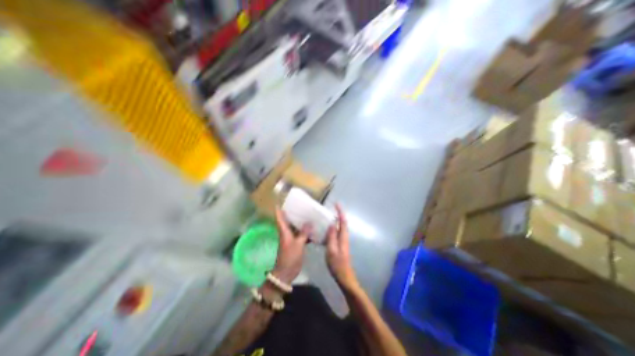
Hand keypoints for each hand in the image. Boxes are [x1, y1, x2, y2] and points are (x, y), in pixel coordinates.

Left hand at [274, 209, 311, 283]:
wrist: (286, 272)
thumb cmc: (290, 257)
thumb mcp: (298, 244)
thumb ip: (304, 233)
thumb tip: (309, 222)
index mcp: (284, 231)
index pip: (279, 217)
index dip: (279, 209)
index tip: (280, 201)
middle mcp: (286, 232)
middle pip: (287, 220)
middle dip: (292, 213)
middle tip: (300, 205)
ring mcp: (290, 238)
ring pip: (294, 227)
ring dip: (300, 222)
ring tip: (308, 214)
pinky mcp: (295, 243)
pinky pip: (300, 234)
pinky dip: (305, 231)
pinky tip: (312, 229)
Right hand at [325, 206, 358, 290]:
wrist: (344, 276)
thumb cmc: (337, 264)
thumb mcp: (332, 250)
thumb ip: (331, 237)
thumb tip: (332, 224)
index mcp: (343, 237)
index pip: (343, 221)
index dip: (340, 212)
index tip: (336, 204)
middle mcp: (344, 237)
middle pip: (342, 223)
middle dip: (338, 214)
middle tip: (330, 209)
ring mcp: (343, 241)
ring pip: (340, 227)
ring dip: (335, 220)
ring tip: (327, 217)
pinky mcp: (340, 245)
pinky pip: (336, 233)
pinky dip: (332, 228)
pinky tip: (325, 230)